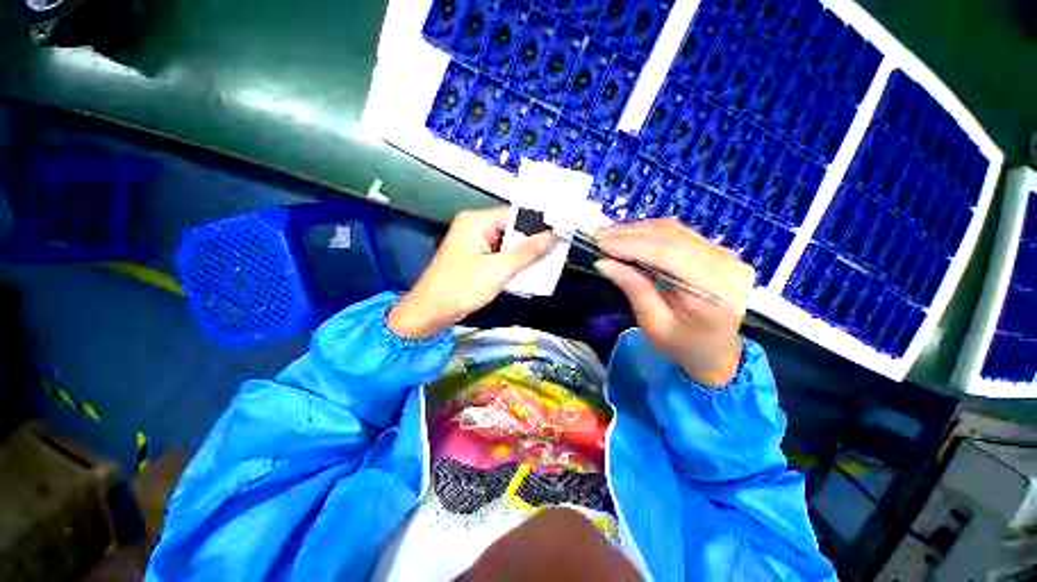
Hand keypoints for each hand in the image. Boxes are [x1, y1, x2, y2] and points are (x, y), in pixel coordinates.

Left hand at [388, 207, 554, 339]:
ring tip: (548, 259)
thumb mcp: (497, 271)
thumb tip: (552, 236)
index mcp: (476, 221)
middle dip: (532, 241)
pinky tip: (529, 269)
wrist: (431, 312)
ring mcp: (474, 241)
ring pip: (507, 242)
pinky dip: (513, 261)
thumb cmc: (461, 288)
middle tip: (557, 249)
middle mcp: (475, 226)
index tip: (559, 233)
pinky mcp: (475, 256)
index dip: (537, 224)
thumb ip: (526, 253)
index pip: (514, 215)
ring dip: (523, 253)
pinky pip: (499, 253)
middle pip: (511, 228)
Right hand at [595, 218, 754, 387]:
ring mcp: (726, 254)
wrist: (716, 352)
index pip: (669, 254)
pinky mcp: (717, 251)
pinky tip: (628, 236)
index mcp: (717, 291)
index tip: (599, 243)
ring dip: (637, 231)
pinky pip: (678, 234)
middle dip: (629, 235)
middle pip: (672, 237)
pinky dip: (649, 233)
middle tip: (597, 237)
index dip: (631, 245)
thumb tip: (605, 263)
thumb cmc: (683, 346)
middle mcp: (728, 265)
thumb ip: (634, 289)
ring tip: (607, 235)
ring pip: (674, 231)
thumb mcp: (654, 325)